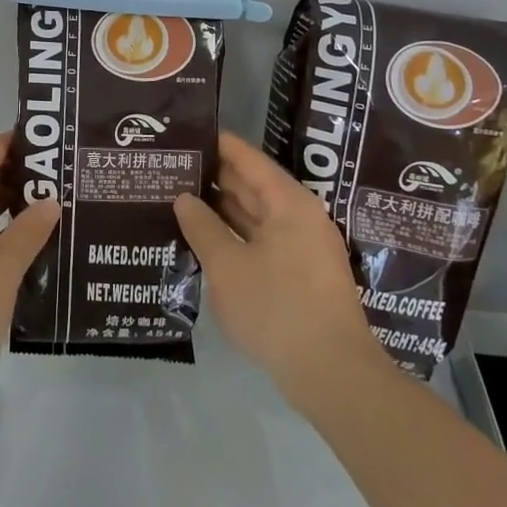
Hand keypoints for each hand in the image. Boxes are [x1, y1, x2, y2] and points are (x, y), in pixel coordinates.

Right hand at [174, 132, 386, 408]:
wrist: (332, 373)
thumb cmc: (276, 307)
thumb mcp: (227, 265)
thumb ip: (202, 227)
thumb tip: (184, 198)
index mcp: (288, 203)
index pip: (248, 159)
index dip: (218, 144)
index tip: (187, 133)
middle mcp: (301, 217)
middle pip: (254, 185)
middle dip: (215, 177)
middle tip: (175, 167)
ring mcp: (304, 247)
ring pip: (258, 215)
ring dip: (224, 208)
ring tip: (182, 197)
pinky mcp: (302, 275)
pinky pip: (264, 240)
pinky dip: (237, 234)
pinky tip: (208, 239)